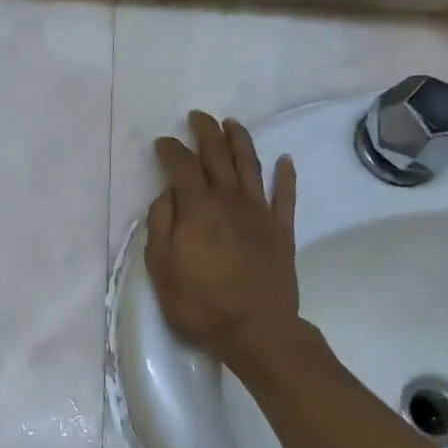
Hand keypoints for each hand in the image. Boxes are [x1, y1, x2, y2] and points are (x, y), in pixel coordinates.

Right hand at [145, 111, 304, 369]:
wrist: (256, 330)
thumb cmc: (200, 303)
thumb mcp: (161, 268)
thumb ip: (161, 225)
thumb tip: (167, 194)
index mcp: (198, 208)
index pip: (182, 166)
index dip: (171, 150)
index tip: (161, 142)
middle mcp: (230, 200)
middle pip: (218, 155)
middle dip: (205, 132)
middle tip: (197, 117)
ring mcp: (260, 212)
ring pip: (251, 165)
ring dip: (240, 140)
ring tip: (232, 124)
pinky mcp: (282, 229)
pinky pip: (286, 194)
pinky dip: (286, 174)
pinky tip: (285, 160)